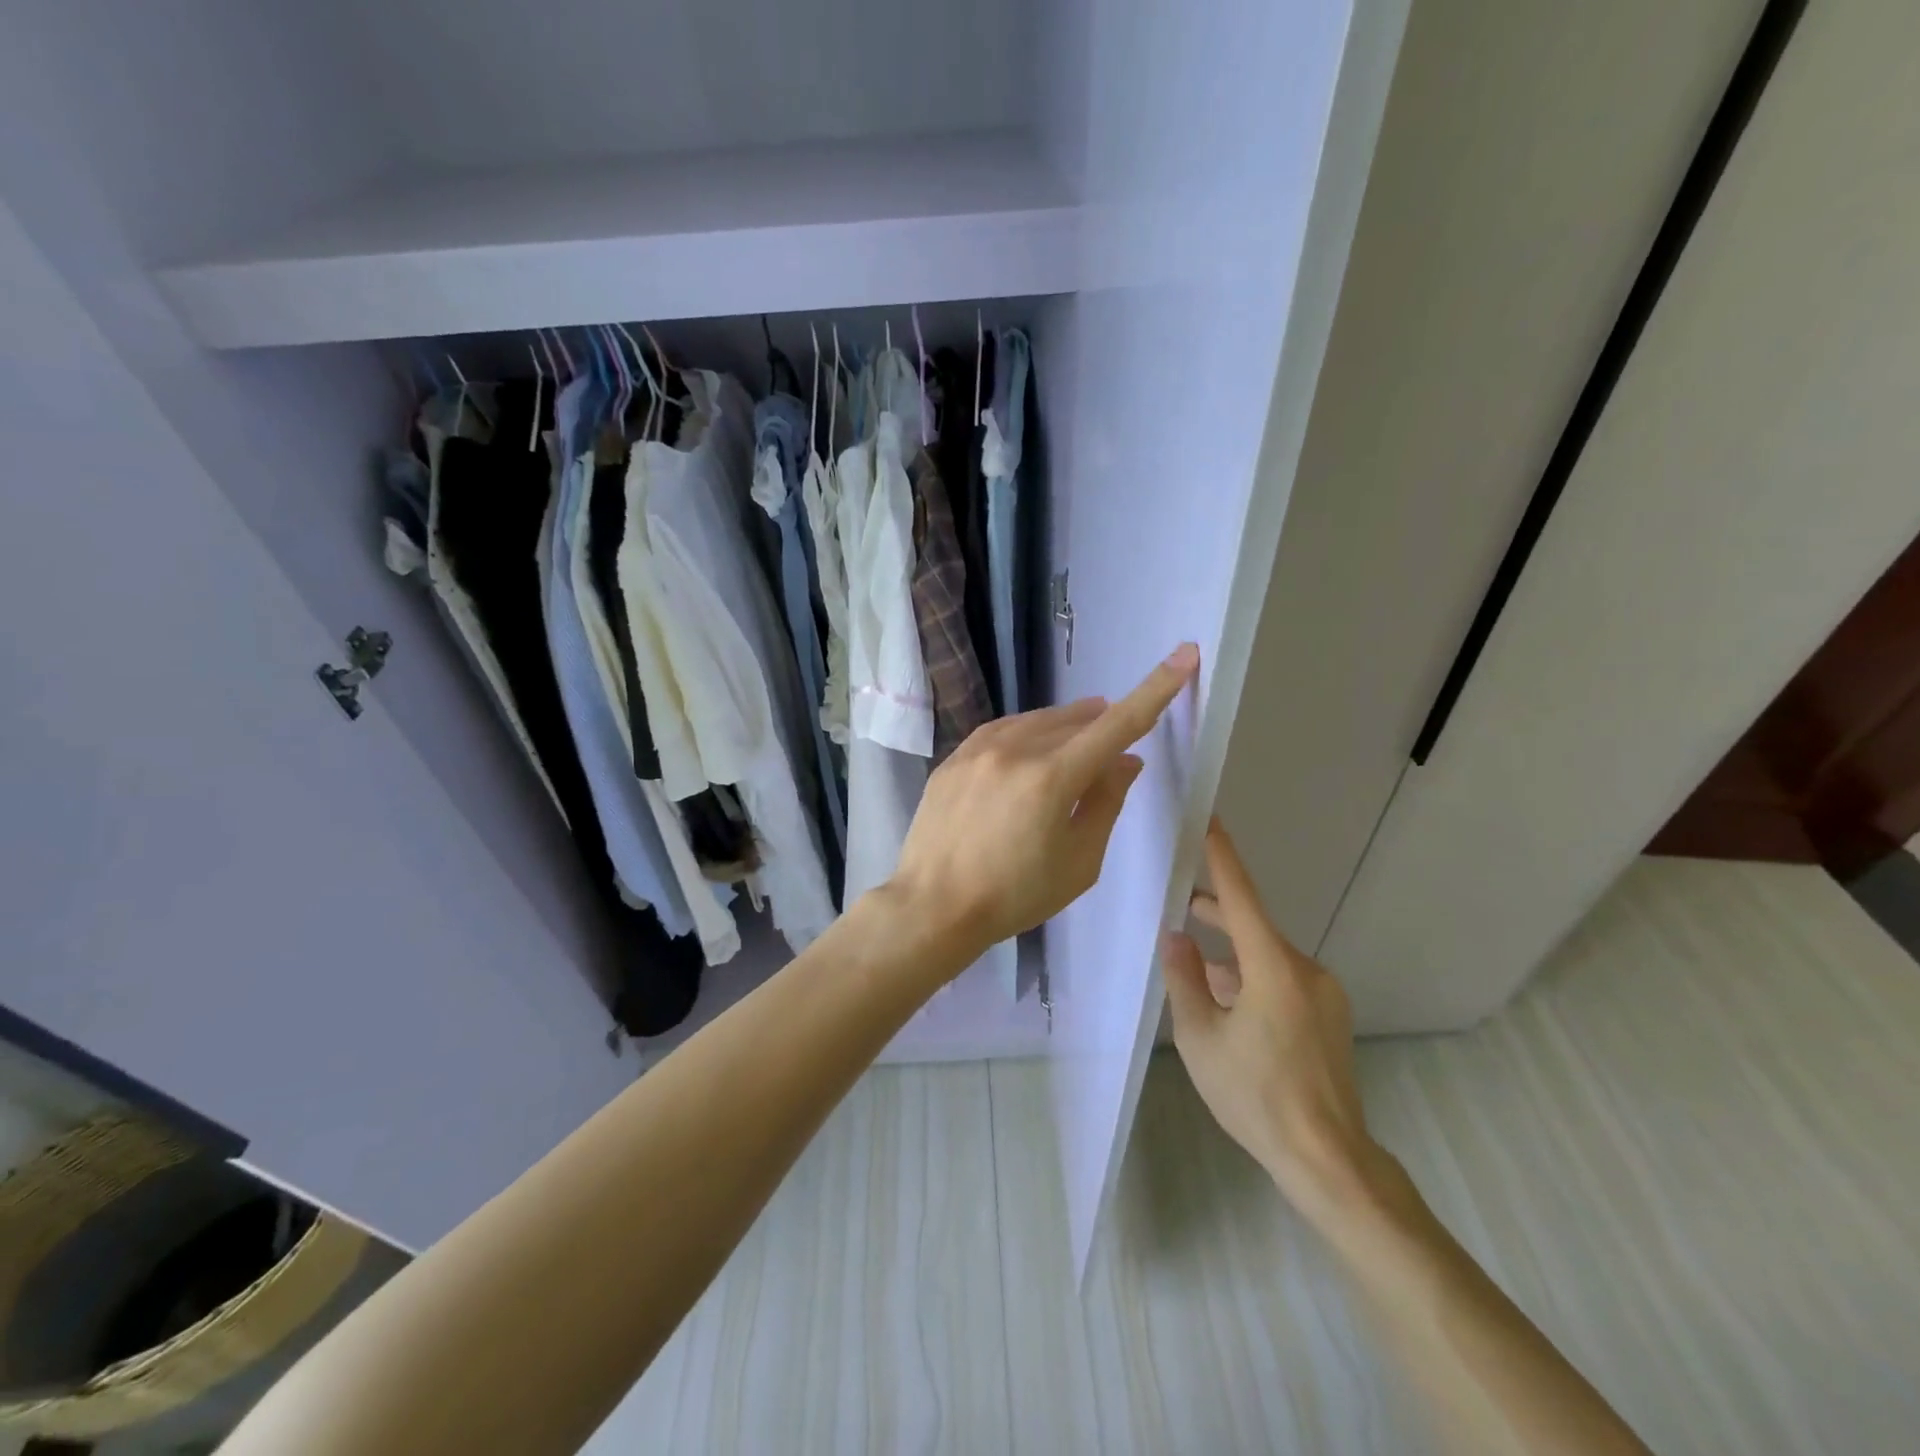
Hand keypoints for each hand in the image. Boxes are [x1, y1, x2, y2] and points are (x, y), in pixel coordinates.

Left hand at [888, 644, 1199, 956]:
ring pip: (1038, 720)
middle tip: (1112, 752)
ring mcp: (979, 749)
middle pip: (1077, 720)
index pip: (1117, 723)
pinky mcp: (955, 757)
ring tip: (1075, 750)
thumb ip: (1106, 803)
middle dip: (1103, 726)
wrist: (932, 905)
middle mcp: (1015, 749)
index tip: (1184, 654)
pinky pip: (1004, 730)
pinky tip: (1029, 752)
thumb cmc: (1015, 895)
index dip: (1156, 689)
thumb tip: (1125, 761)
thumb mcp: (1079, 862)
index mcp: (1052, 777)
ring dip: (1066, 727)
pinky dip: (1028, 734)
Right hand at [1164, 818, 1387, 1220]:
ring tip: (1192, 961)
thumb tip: (1176, 936)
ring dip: (1230, 953)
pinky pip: (1282, 979)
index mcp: (1274, 968)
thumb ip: (1185, 979)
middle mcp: (1305, 969)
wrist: (1327, 1159)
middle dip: (1216, 912)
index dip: (1222, 856)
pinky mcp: (1328, 1016)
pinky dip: (1250, 977)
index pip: (1241, 897)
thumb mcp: (1201, 1038)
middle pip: (1253, 925)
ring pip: (1266, 956)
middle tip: (1179, 899)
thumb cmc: (1255, 1097)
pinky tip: (1225, 998)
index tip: (1208, 820)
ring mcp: (1323, 993)